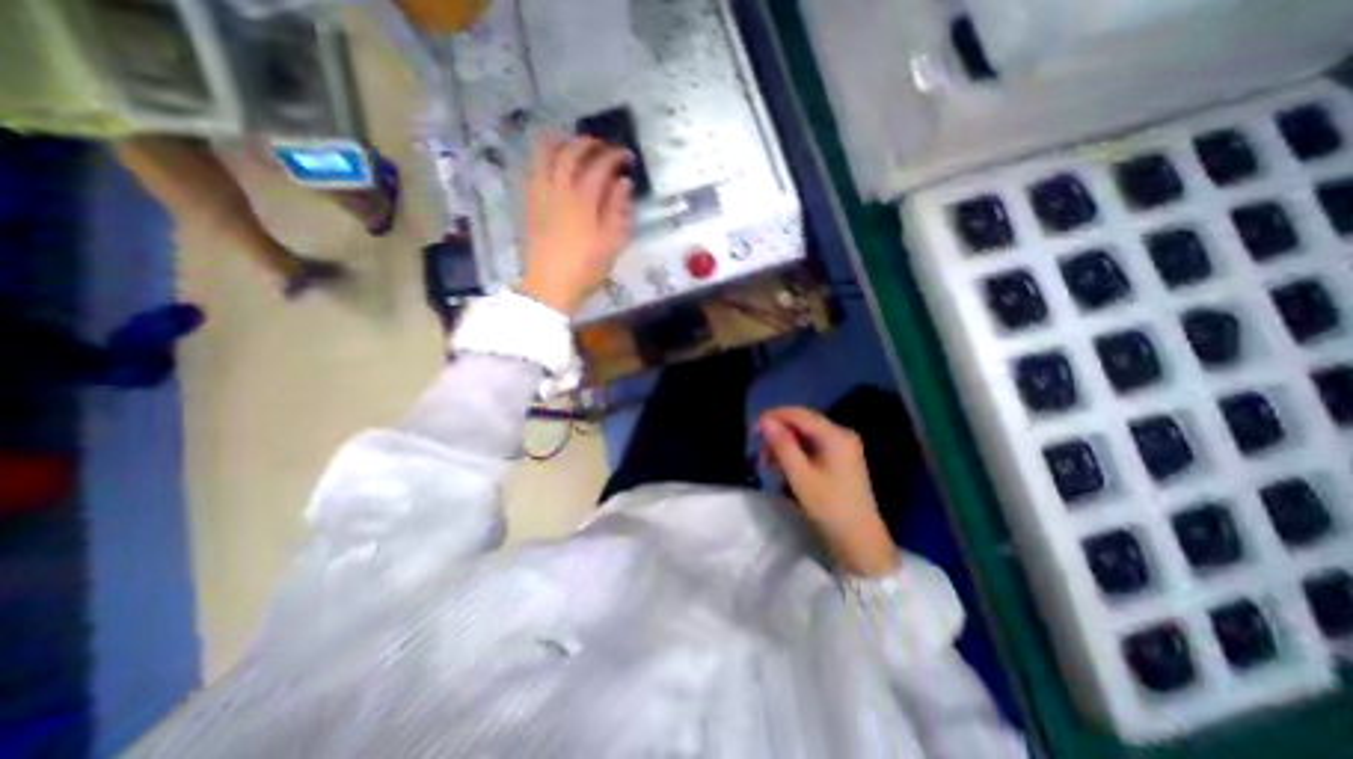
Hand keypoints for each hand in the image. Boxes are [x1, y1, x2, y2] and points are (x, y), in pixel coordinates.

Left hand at [520, 134, 635, 312]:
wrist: (550, 284)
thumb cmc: (586, 267)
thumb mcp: (612, 243)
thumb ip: (618, 210)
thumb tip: (623, 183)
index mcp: (584, 199)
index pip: (600, 166)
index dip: (614, 156)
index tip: (626, 156)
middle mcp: (560, 189)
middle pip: (570, 153)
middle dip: (587, 143)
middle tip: (600, 146)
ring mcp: (541, 195)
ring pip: (544, 155)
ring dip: (558, 142)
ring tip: (569, 141)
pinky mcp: (529, 204)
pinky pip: (532, 170)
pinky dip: (541, 159)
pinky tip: (548, 164)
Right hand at [760, 410, 896, 574]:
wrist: (860, 540)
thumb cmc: (829, 507)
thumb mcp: (800, 475)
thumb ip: (782, 444)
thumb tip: (766, 421)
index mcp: (835, 435)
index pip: (799, 414)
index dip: (774, 417)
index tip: (754, 429)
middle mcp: (841, 434)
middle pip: (803, 423)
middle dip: (779, 433)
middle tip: (759, 450)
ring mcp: (843, 446)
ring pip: (806, 435)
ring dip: (785, 444)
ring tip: (767, 462)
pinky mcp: (841, 458)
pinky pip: (813, 446)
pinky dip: (796, 452)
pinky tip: (782, 465)